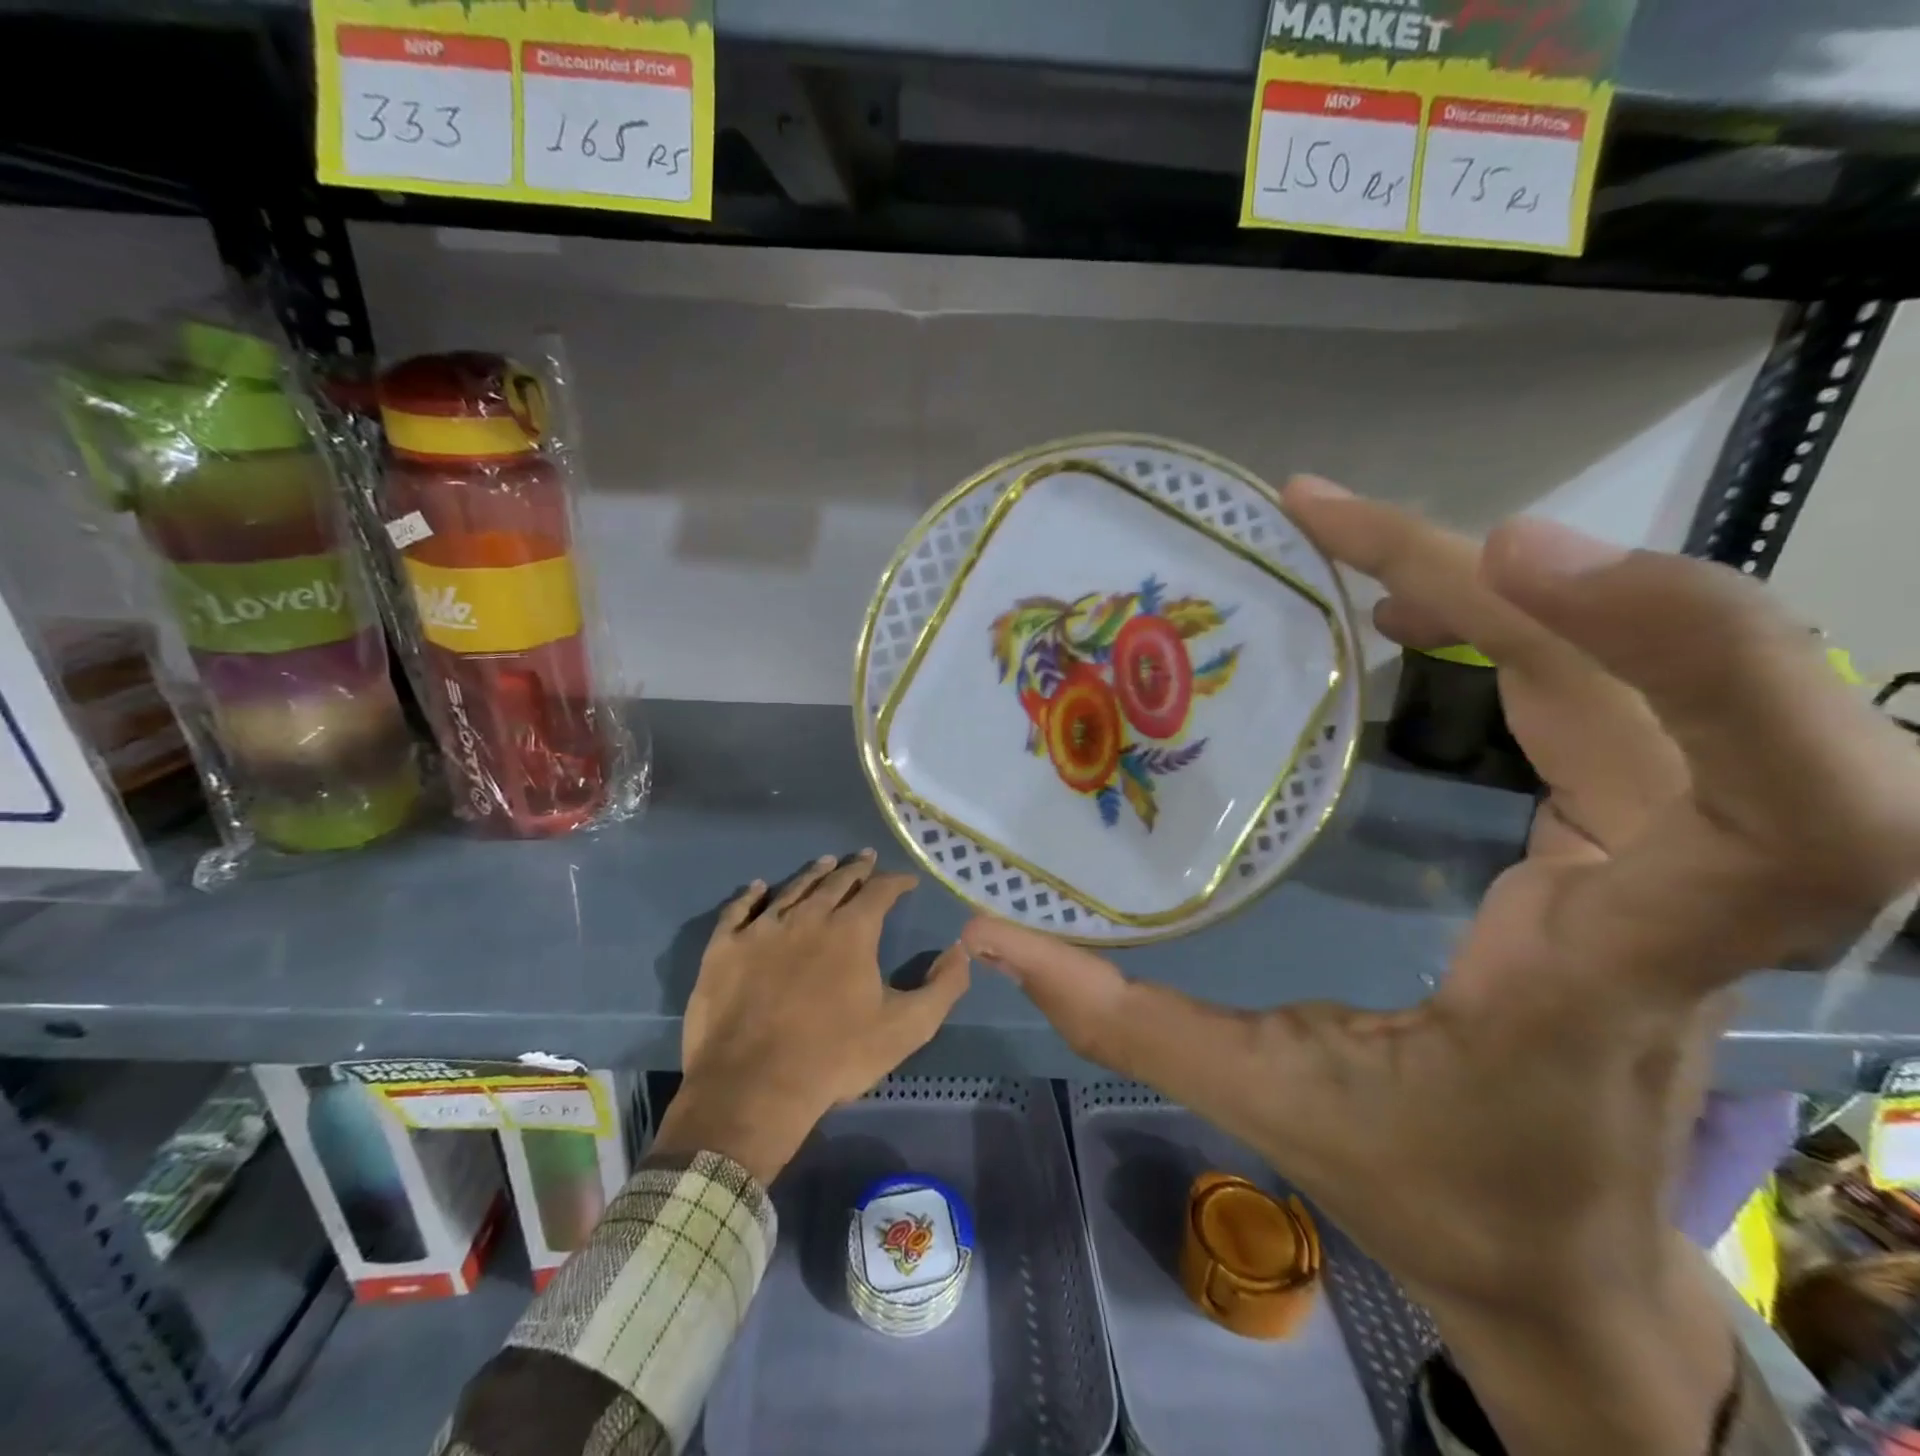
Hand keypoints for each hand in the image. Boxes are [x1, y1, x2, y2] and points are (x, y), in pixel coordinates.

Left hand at [655, 851, 970, 1184]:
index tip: (906, 881)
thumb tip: (961, 950)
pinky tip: (757, 886)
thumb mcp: (907, 1029)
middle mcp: (808, 916)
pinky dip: (750, 895)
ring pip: (792, 889)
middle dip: (856, 869)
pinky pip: (738, 910)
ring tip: (826, 863)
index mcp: (852, 931)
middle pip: (836, 882)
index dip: (896, 882)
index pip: (880, 891)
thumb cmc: (836, 1058)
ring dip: (813, 874)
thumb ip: (943, 987)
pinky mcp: (724, 948)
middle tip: (866, 858)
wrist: (754, 1089)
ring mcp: (762, 929)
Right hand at [964, 478, 1919, 1454]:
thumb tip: (990, 940)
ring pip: (1659, 682)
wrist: (1558, 1263)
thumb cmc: (1434, 1190)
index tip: (1511, 559)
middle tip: (1353, 528)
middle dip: (1568, 582)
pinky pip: (1611, 700)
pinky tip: (1412, 609)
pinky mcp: (1636, 843)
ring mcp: (1667, 865)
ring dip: (1516, 589)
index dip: (1694, 654)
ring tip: (1354, 547)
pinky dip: (1524, 626)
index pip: (1790, 821)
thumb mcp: (1268, 1102)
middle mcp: (1676, 904)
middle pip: (1717, 702)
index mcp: (1605, 974)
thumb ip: (1126, 1020)